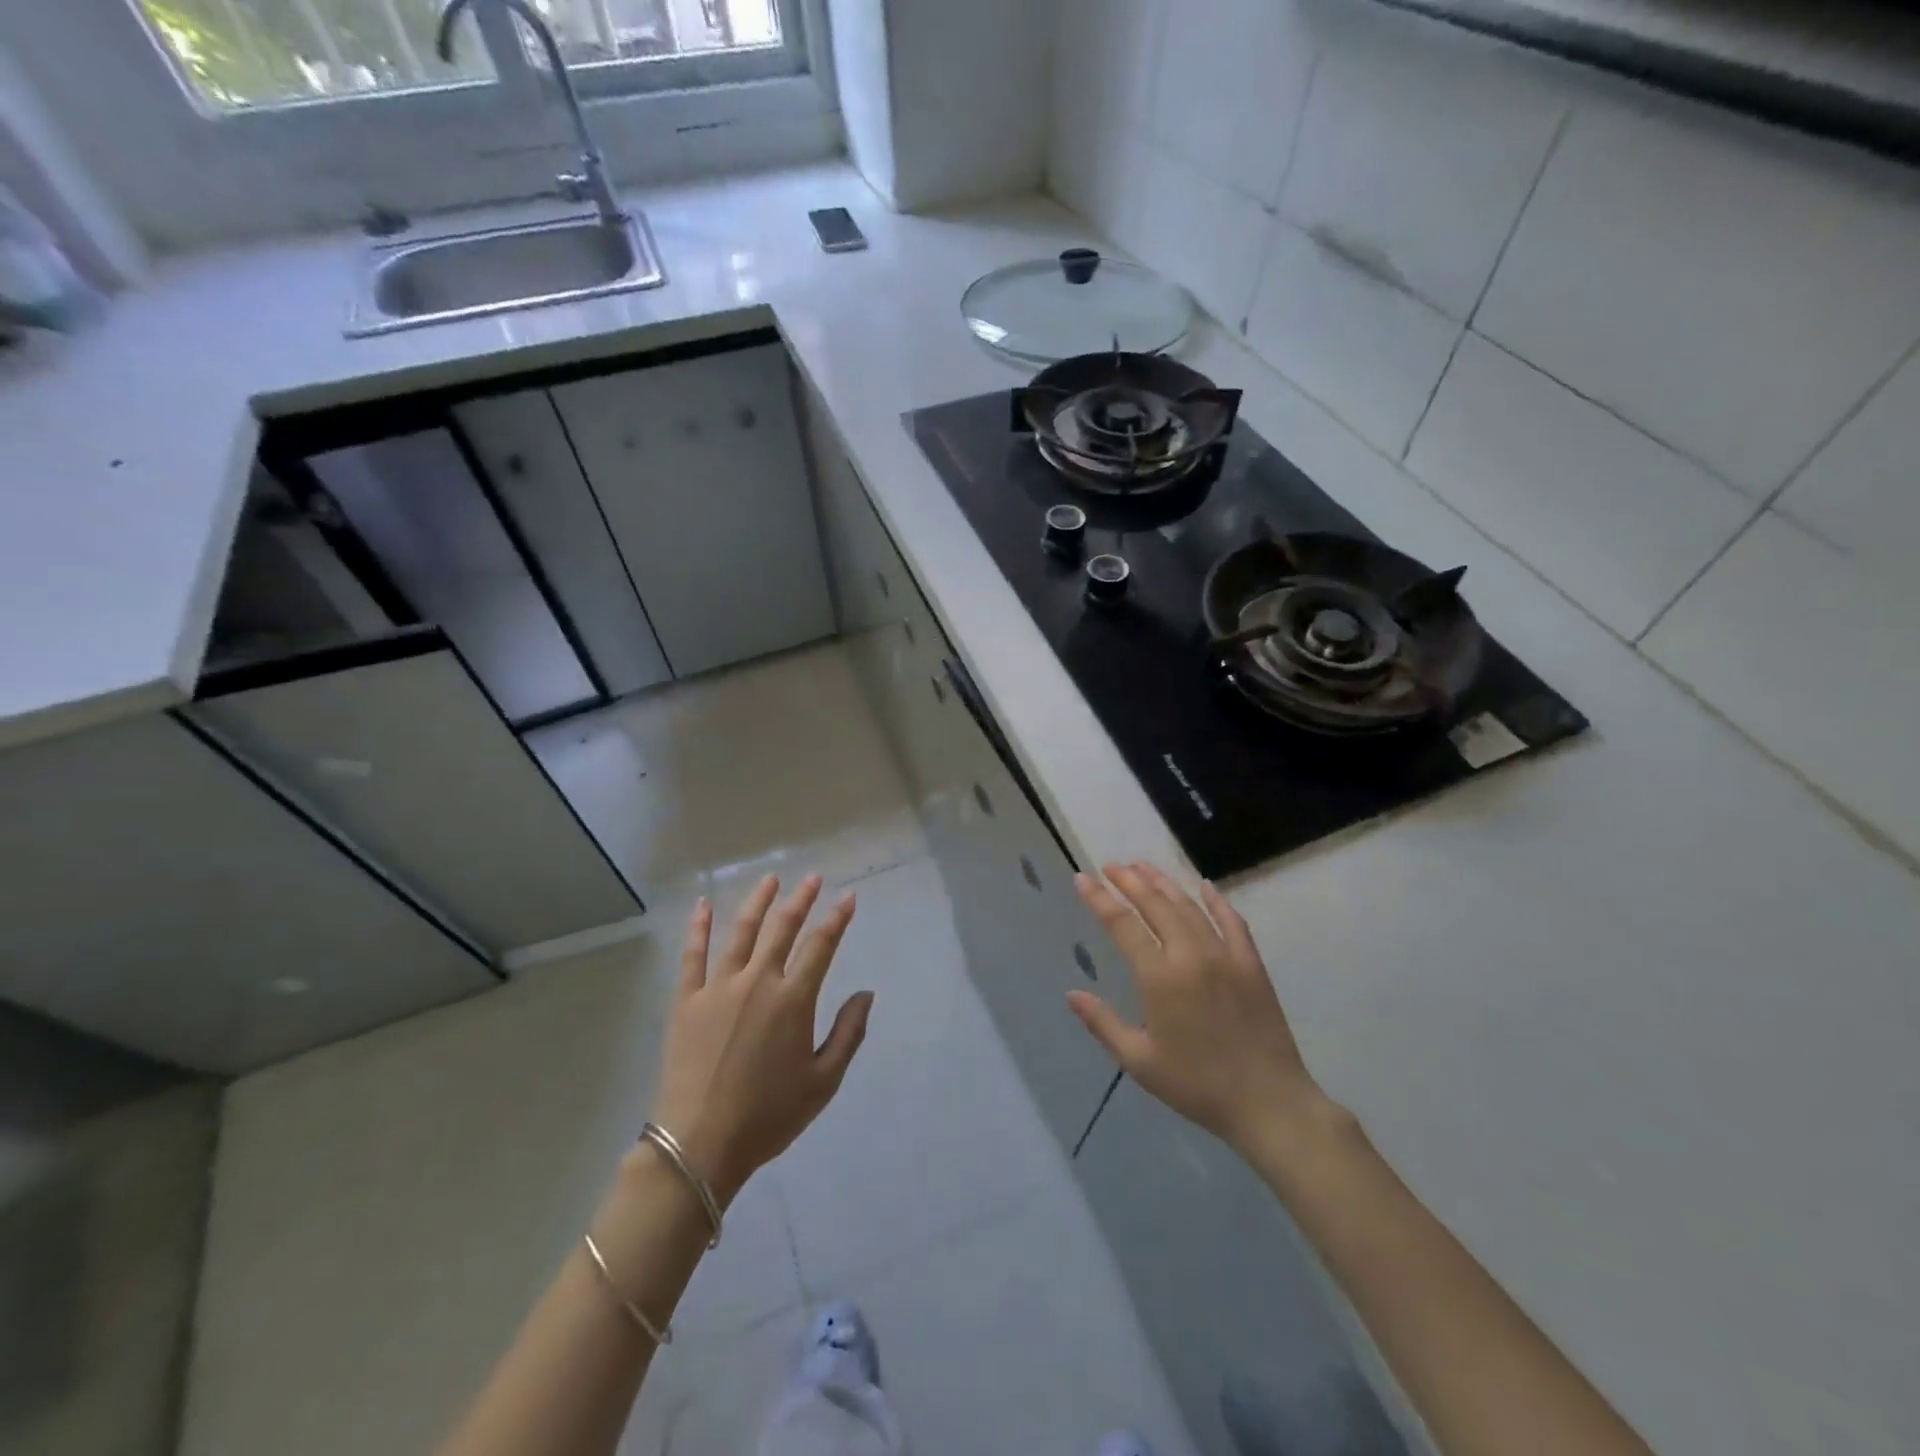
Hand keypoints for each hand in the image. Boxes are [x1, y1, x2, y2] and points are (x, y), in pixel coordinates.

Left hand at [650, 874, 873, 1204]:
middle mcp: (758, 982)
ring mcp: (718, 987)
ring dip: (758, 902)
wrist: (699, 1144)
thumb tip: (866, 993)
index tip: (848, 897)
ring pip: (741, 931)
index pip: (821, 946)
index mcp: (793, 1000)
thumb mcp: (823, 1082)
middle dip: (801, 899)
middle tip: (812, 879)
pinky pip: (693, 954)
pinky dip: (698, 927)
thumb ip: (848, 1033)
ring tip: (770, 880)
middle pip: (782, 928)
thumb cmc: (768, 1116)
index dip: (837, 918)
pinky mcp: (687, 1000)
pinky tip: (702, 905)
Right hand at [1069, 862, 1326, 1156]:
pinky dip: (1216, 900)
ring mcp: (1225, 955)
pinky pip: (1232, 921)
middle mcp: (1190, 955)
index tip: (1083, 878)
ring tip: (1143, 867)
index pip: (1122, 924)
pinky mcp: (1251, 964)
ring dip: (1164, 883)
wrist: (1268, 1103)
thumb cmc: (1197, 1085)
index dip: (1100, 898)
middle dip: (1129, 880)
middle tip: (1110, 865)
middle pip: (1155, 905)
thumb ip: (1103, 1023)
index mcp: (1160, 977)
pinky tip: (1204, 885)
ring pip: (1189, 906)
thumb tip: (1072, 994)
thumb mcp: (1139, 1061)